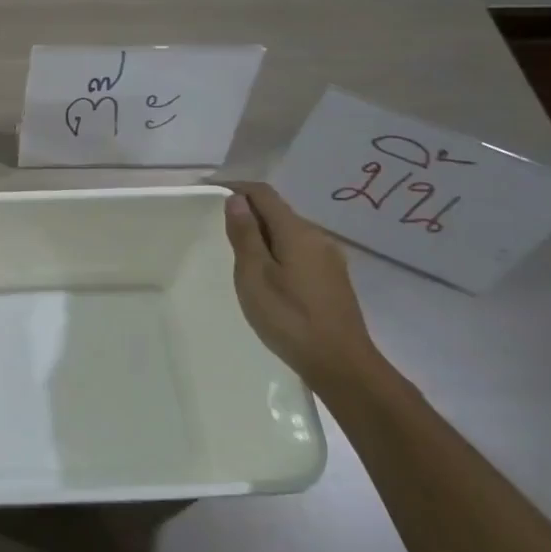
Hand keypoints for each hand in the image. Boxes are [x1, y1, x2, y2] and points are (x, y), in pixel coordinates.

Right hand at [223, 182, 381, 393]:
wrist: (342, 365)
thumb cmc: (290, 318)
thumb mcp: (255, 275)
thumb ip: (245, 235)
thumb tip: (237, 199)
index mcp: (297, 232)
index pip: (263, 194)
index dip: (236, 186)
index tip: (209, 190)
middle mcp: (317, 237)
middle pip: (278, 211)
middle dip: (248, 211)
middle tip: (218, 226)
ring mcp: (329, 258)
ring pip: (289, 232)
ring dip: (263, 232)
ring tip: (238, 252)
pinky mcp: (333, 278)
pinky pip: (299, 250)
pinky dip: (277, 250)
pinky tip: (267, 273)